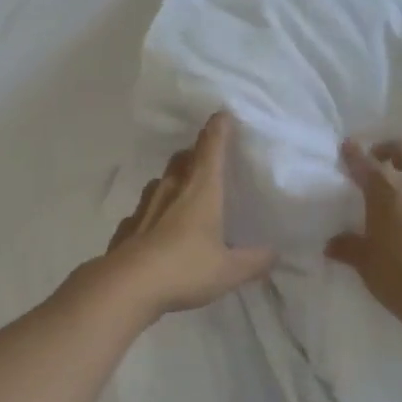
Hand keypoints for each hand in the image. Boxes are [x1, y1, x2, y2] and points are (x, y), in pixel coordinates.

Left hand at [99, 111, 276, 320]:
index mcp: (201, 190)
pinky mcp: (127, 227)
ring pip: (161, 182)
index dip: (218, 130)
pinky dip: (154, 213)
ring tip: (184, 193)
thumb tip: (274, 253)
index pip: (211, 149)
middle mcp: (172, 190)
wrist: (127, 286)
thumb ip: (254, 261)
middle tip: (207, 160)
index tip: (223, 115)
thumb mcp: (229, 270)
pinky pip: (144, 211)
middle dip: (195, 154)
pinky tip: (157, 229)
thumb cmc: (185, 268)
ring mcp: (145, 206)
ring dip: (173, 181)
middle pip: (183, 160)